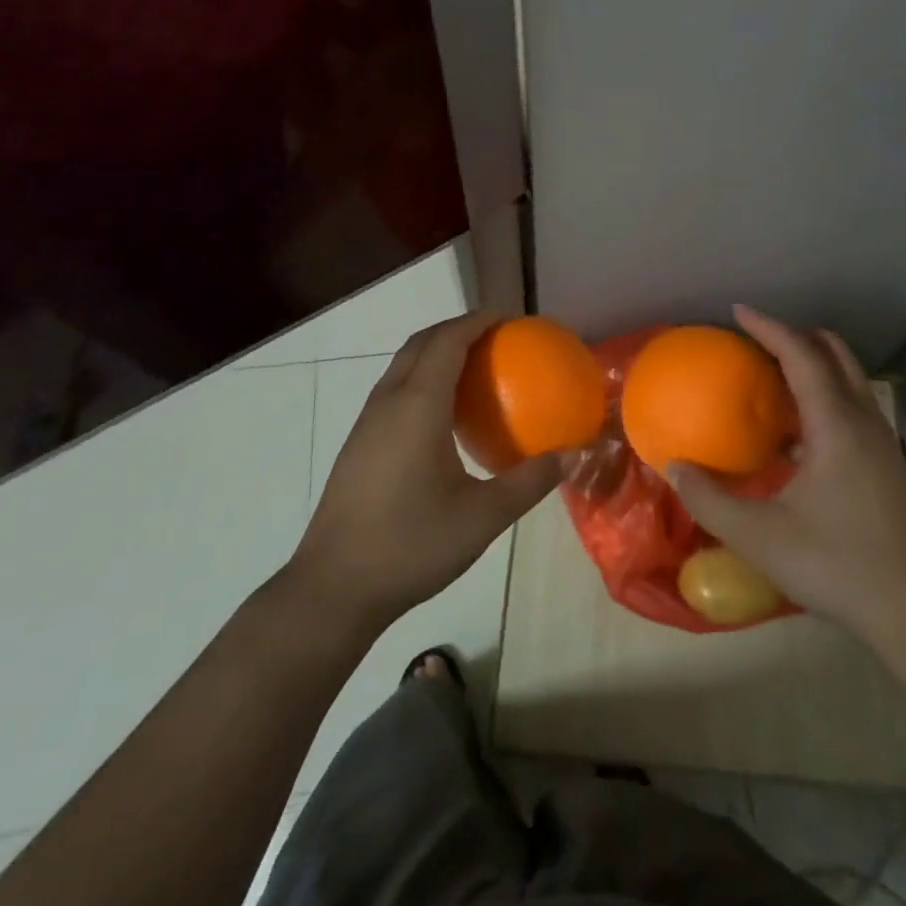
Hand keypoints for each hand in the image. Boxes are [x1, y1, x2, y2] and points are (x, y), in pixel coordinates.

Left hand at [289, 312, 562, 632]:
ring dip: (436, 351)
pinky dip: (422, 377)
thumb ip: (529, 482)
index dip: (477, 321)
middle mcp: (389, 401)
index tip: (509, 318)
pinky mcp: (359, 443)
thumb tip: (571, 456)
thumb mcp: (482, 517)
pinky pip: (394, 389)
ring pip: (402, 365)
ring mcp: (368, 422)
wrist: (334, 587)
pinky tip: (443, 414)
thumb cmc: (411, 545)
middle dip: (457, 328)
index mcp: (417, 405)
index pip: (447, 341)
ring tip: (474, 366)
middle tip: (496, 336)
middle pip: (421, 343)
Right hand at [668, 305, 905, 649]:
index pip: (801, 355)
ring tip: (775, 380)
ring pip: (851, 382)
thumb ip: (709, 500)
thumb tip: (673, 467)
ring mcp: (883, 444)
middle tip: (759, 341)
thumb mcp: (760, 536)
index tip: (738, 311)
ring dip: (816, 367)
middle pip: (836, 355)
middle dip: (798, 337)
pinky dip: (827, 397)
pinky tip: (799, 437)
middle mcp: (864, 422)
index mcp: (835, 425)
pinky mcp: (890, 467)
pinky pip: (855, 409)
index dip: (769, 328)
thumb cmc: (837, 565)